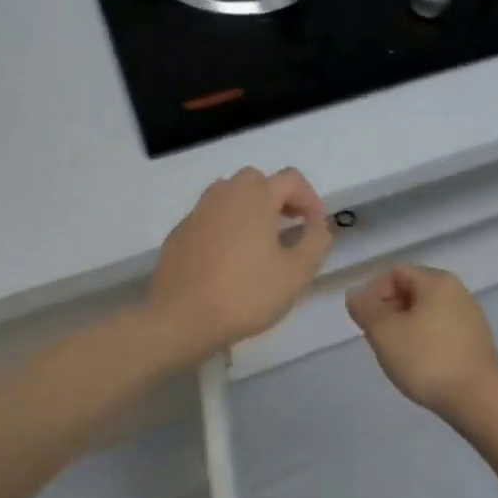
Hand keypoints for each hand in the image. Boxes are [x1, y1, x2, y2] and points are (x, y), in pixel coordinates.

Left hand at [148, 167, 332, 358]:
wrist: (181, 318)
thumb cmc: (245, 293)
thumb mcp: (296, 273)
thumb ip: (316, 242)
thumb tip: (318, 225)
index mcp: (255, 197)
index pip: (291, 179)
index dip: (310, 198)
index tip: (315, 227)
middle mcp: (224, 195)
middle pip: (256, 180)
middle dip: (277, 198)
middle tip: (289, 227)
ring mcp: (197, 213)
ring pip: (228, 195)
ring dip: (249, 209)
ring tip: (259, 241)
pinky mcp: (179, 233)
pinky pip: (209, 218)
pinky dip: (224, 227)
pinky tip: (228, 260)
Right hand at [345, 264, 497, 415]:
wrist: (480, 401)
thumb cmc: (427, 360)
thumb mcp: (384, 332)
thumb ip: (365, 308)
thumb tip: (356, 293)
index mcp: (436, 281)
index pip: (394, 272)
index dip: (373, 292)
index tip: (366, 322)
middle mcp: (457, 291)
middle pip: (410, 290)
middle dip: (388, 311)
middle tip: (378, 340)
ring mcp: (470, 317)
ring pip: (425, 312)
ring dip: (404, 328)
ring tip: (397, 356)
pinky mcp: (476, 341)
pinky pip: (440, 331)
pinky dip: (424, 341)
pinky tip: (420, 366)